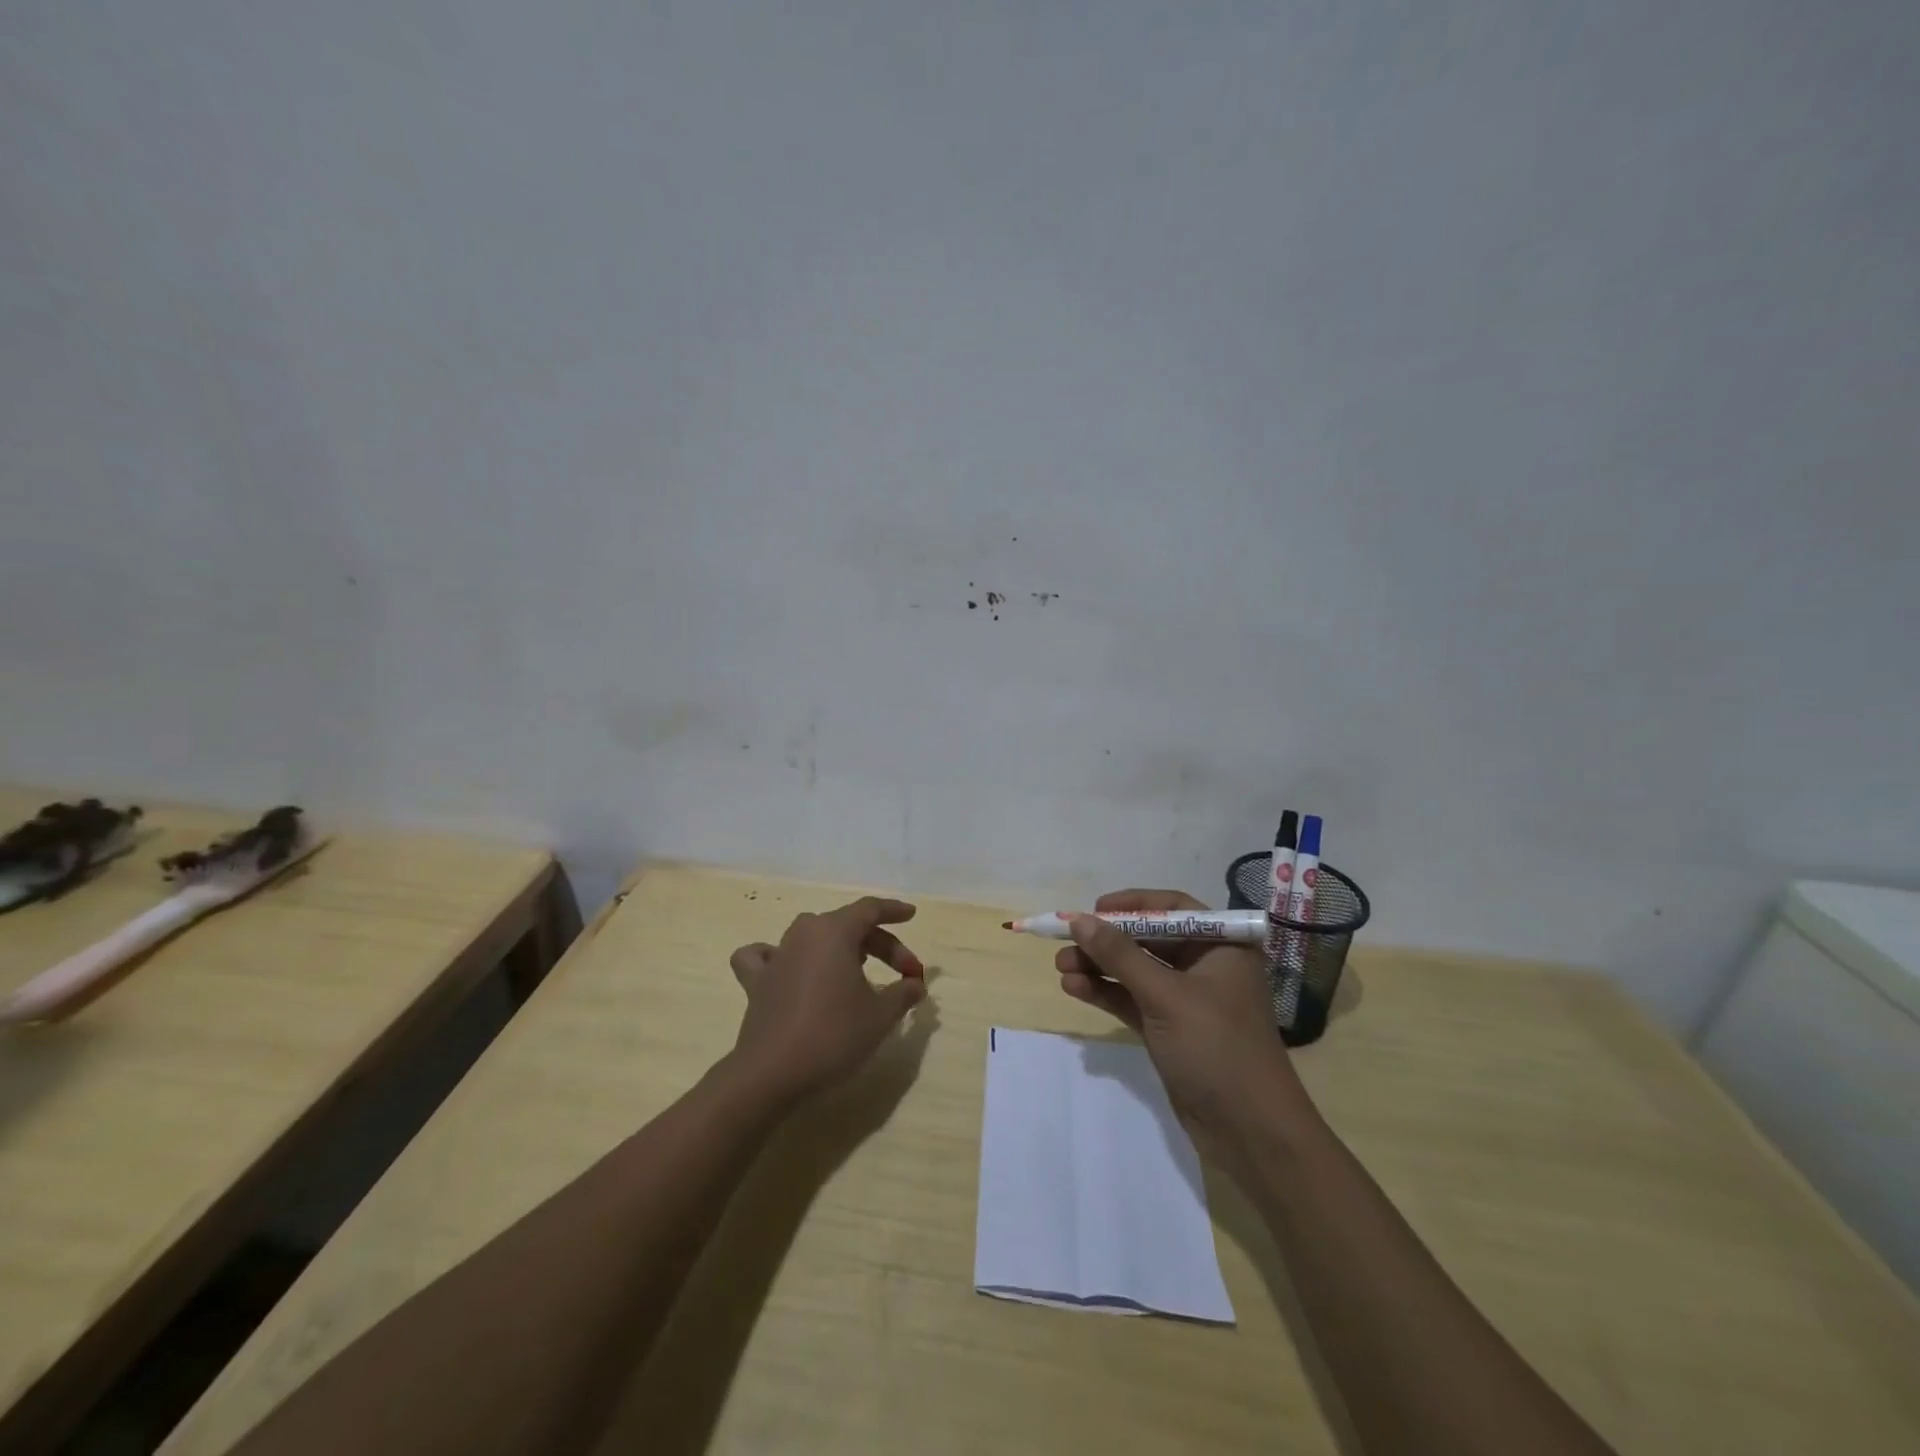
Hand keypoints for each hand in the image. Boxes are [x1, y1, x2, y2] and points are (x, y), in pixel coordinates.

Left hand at [727, 896, 928, 1102]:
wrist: (772, 1073)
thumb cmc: (833, 1035)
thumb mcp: (880, 1015)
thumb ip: (902, 993)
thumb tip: (914, 984)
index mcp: (835, 931)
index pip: (870, 909)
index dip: (893, 910)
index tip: (911, 915)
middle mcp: (804, 933)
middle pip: (847, 925)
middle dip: (881, 945)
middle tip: (904, 974)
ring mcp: (777, 955)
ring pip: (813, 936)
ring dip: (838, 947)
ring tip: (856, 969)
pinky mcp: (757, 982)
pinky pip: (765, 956)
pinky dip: (777, 957)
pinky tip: (787, 968)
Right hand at [1056, 890, 1307, 1138]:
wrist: (1251, 1133)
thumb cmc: (1217, 1048)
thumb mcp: (1166, 996)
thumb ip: (1120, 955)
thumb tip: (1079, 920)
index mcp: (1222, 946)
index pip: (1172, 909)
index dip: (1132, 905)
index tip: (1094, 909)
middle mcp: (1206, 965)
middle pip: (1148, 939)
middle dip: (1107, 941)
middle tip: (1066, 942)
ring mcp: (1187, 999)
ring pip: (1136, 970)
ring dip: (1099, 967)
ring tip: (1060, 967)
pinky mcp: (1170, 1028)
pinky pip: (1132, 999)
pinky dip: (1106, 992)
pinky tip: (1074, 988)